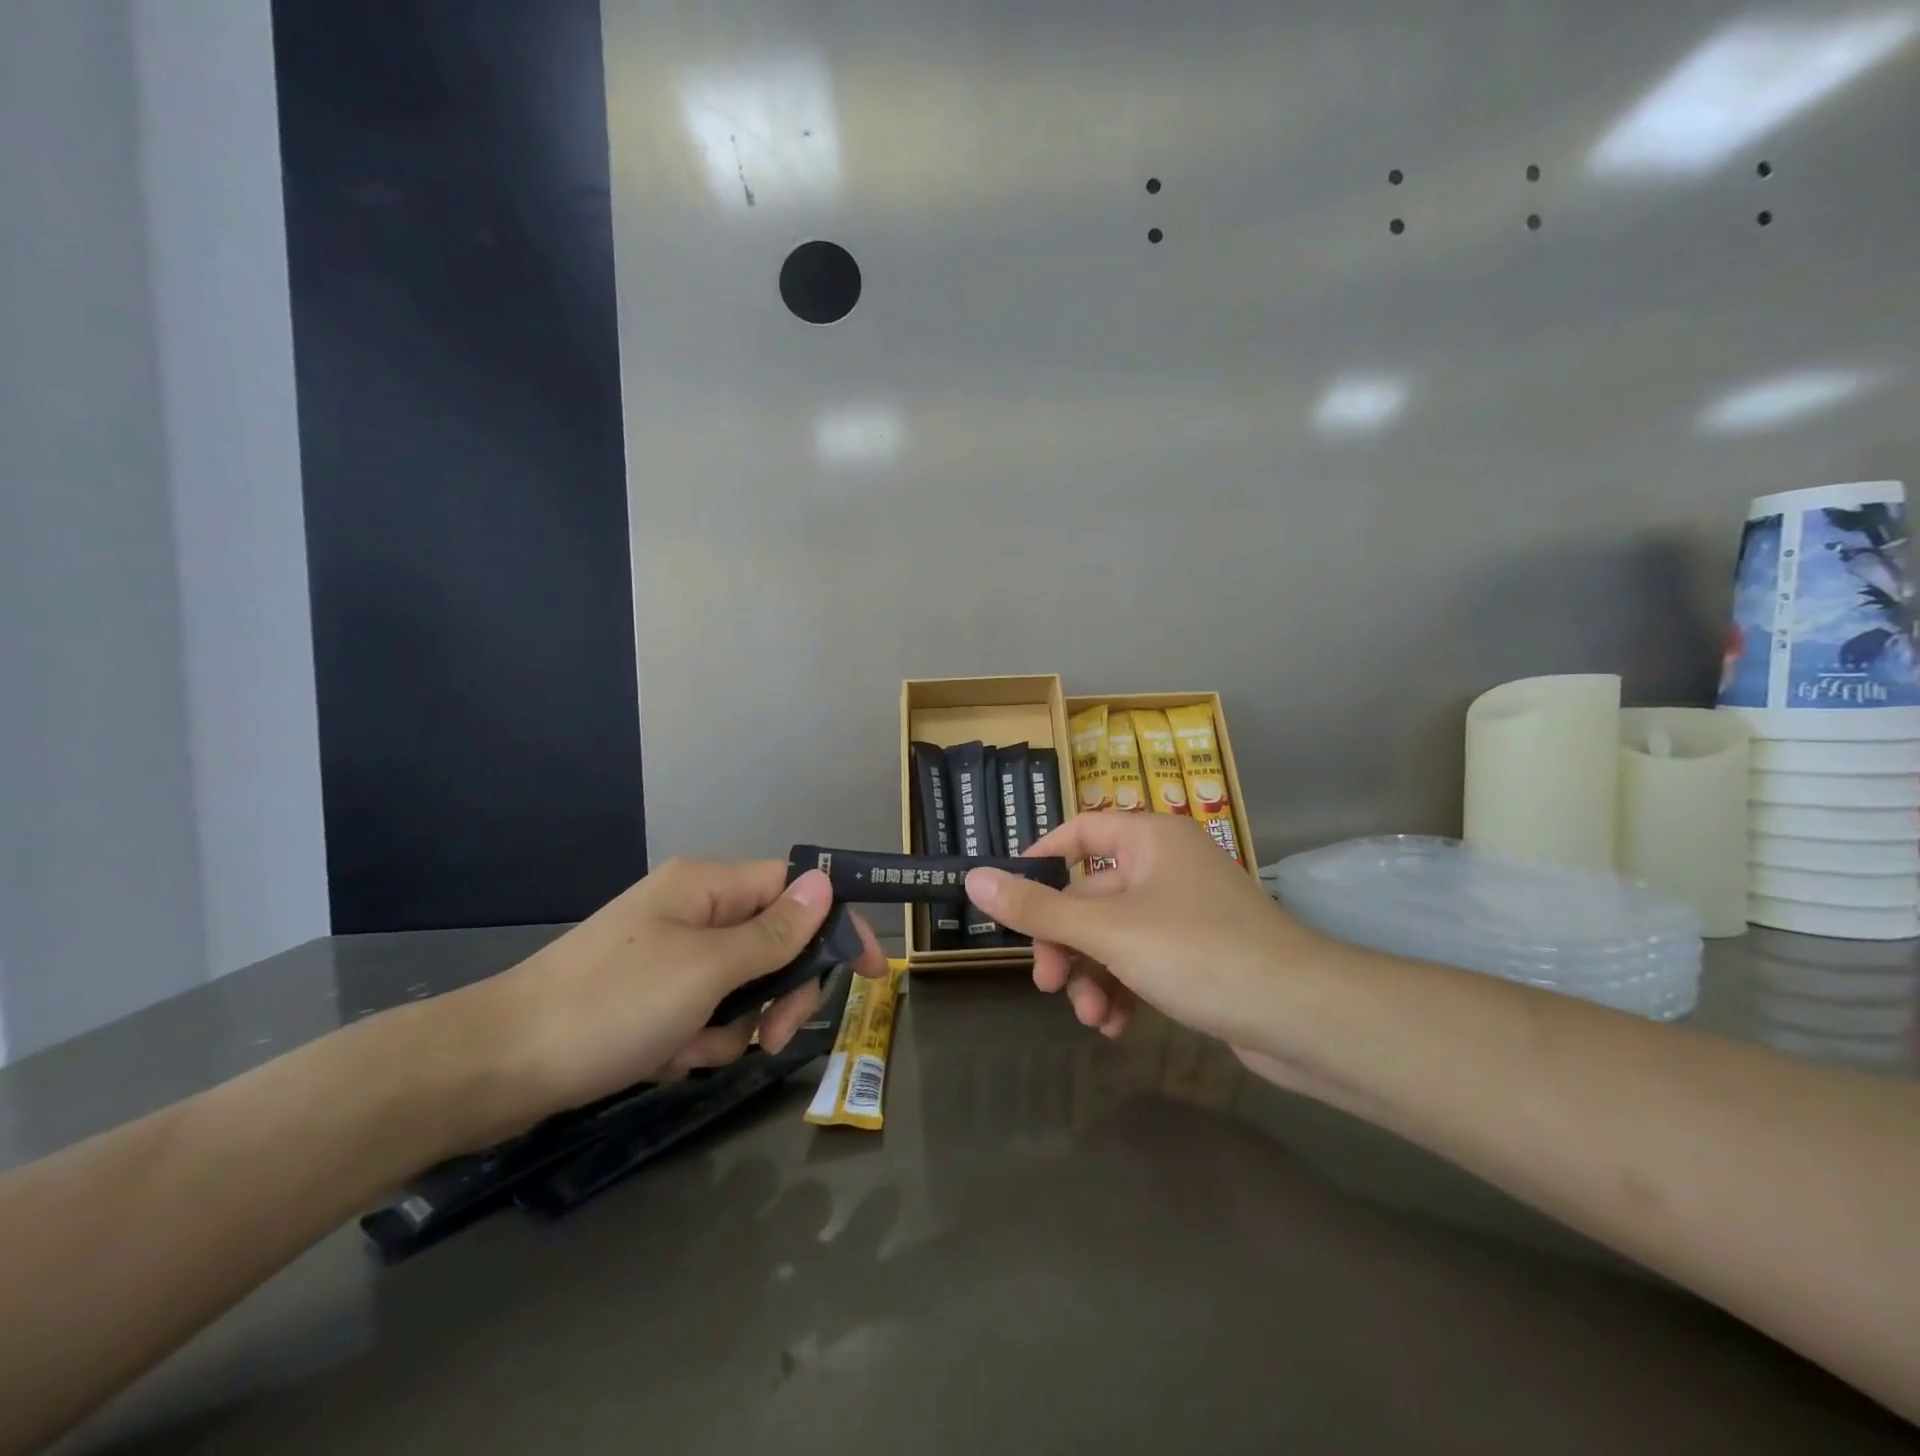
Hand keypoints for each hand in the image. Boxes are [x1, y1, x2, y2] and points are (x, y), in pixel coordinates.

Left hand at [472, 859, 885, 1135]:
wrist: (492, 1069)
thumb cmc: (609, 1007)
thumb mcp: (705, 970)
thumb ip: (773, 932)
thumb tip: (825, 883)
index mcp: (707, 886)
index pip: (797, 888)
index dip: (838, 923)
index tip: (873, 970)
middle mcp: (694, 911)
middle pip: (775, 942)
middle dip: (780, 992)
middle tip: (771, 1037)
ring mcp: (670, 955)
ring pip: (743, 986)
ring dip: (734, 1024)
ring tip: (693, 1051)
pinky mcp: (650, 997)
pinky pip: (705, 1013)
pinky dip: (698, 1041)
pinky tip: (665, 1060)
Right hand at [965, 814, 1327, 1058]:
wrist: (1302, 1016)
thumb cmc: (1198, 952)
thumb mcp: (1108, 930)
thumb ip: (1037, 908)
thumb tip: (972, 878)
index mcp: (1149, 839)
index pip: (1078, 833)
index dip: (1038, 862)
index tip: (1007, 900)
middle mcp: (1165, 866)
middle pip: (1090, 895)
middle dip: (1065, 943)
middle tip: (1046, 983)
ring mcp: (1183, 912)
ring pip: (1113, 936)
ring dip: (1092, 975)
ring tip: (1091, 1016)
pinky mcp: (1197, 954)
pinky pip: (1140, 962)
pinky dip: (1122, 989)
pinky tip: (1116, 1026)